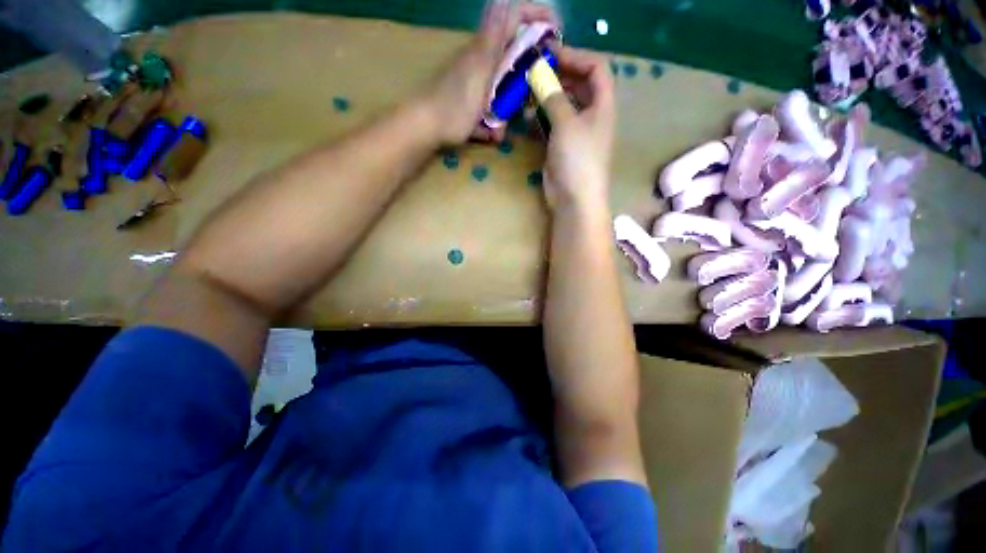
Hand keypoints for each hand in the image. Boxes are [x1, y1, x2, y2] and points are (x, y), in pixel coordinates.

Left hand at [417, 0, 558, 145]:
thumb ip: (492, 39)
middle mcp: (481, 62)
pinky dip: (491, 123)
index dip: (538, 19)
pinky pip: (488, 110)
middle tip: (528, 102)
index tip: (557, 33)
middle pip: (513, 60)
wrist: (426, 129)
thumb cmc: (454, 103)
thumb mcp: (478, 70)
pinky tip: (489, 135)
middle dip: (524, 80)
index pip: (515, 19)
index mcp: (486, 49)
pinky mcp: (469, 103)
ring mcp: (474, 84)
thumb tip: (505, 0)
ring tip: (500, 129)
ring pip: (502, 90)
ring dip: (505, 110)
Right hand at [539, 47, 615, 211]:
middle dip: (559, 74)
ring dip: (547, 95)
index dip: (576, 56)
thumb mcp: (567, 124)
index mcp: (602, 105)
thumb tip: (540, 76)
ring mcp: (576, 132)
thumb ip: (554, 97)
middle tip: (535, 71)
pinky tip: (529, 114)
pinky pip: (553, 123)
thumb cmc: (577, 159)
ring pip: (563, 104)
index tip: (551, 55)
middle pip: (579, 84)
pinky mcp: (562, 146)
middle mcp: (591, 115)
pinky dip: (542, 115)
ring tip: (528, 91)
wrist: (574, 199)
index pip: (596, 68)